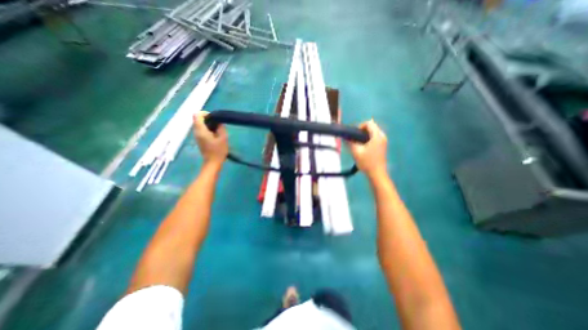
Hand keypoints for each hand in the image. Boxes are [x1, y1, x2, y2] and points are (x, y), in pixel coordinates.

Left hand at [195, 110, 228, 166]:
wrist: (213, 163)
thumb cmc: (218, 151)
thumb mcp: (223, 138)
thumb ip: (221, 128)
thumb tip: (219, 122)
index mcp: (201, 130)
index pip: (197, 115)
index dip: (205, 113)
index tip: (214, 117)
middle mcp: (196, 132)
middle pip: (198, 119)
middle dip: (207, 119)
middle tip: (218, 123)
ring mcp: (197, 136)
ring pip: (199, 124)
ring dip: (208, 124)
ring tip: (218, 129)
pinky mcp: (199, 140)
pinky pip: (201, 130)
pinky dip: (207, 129)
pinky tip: (215, 134)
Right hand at [346, 120, 389, 178]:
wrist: (377, 174)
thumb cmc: (367, 162)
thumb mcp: (356, 152)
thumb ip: (350, 142)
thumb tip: (344, 137)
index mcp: (377, 136)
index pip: (369, 123)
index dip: (360, 126)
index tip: (353, 134)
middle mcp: (382, 136)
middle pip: (372, 126)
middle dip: (362, 131)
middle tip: (354, 139)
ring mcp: (383, 141)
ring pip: (373, 132)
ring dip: (364, 135)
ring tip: (357, 143)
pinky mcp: (383, 146)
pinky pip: (375, 137)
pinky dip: (368, 139)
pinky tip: (363, 147)